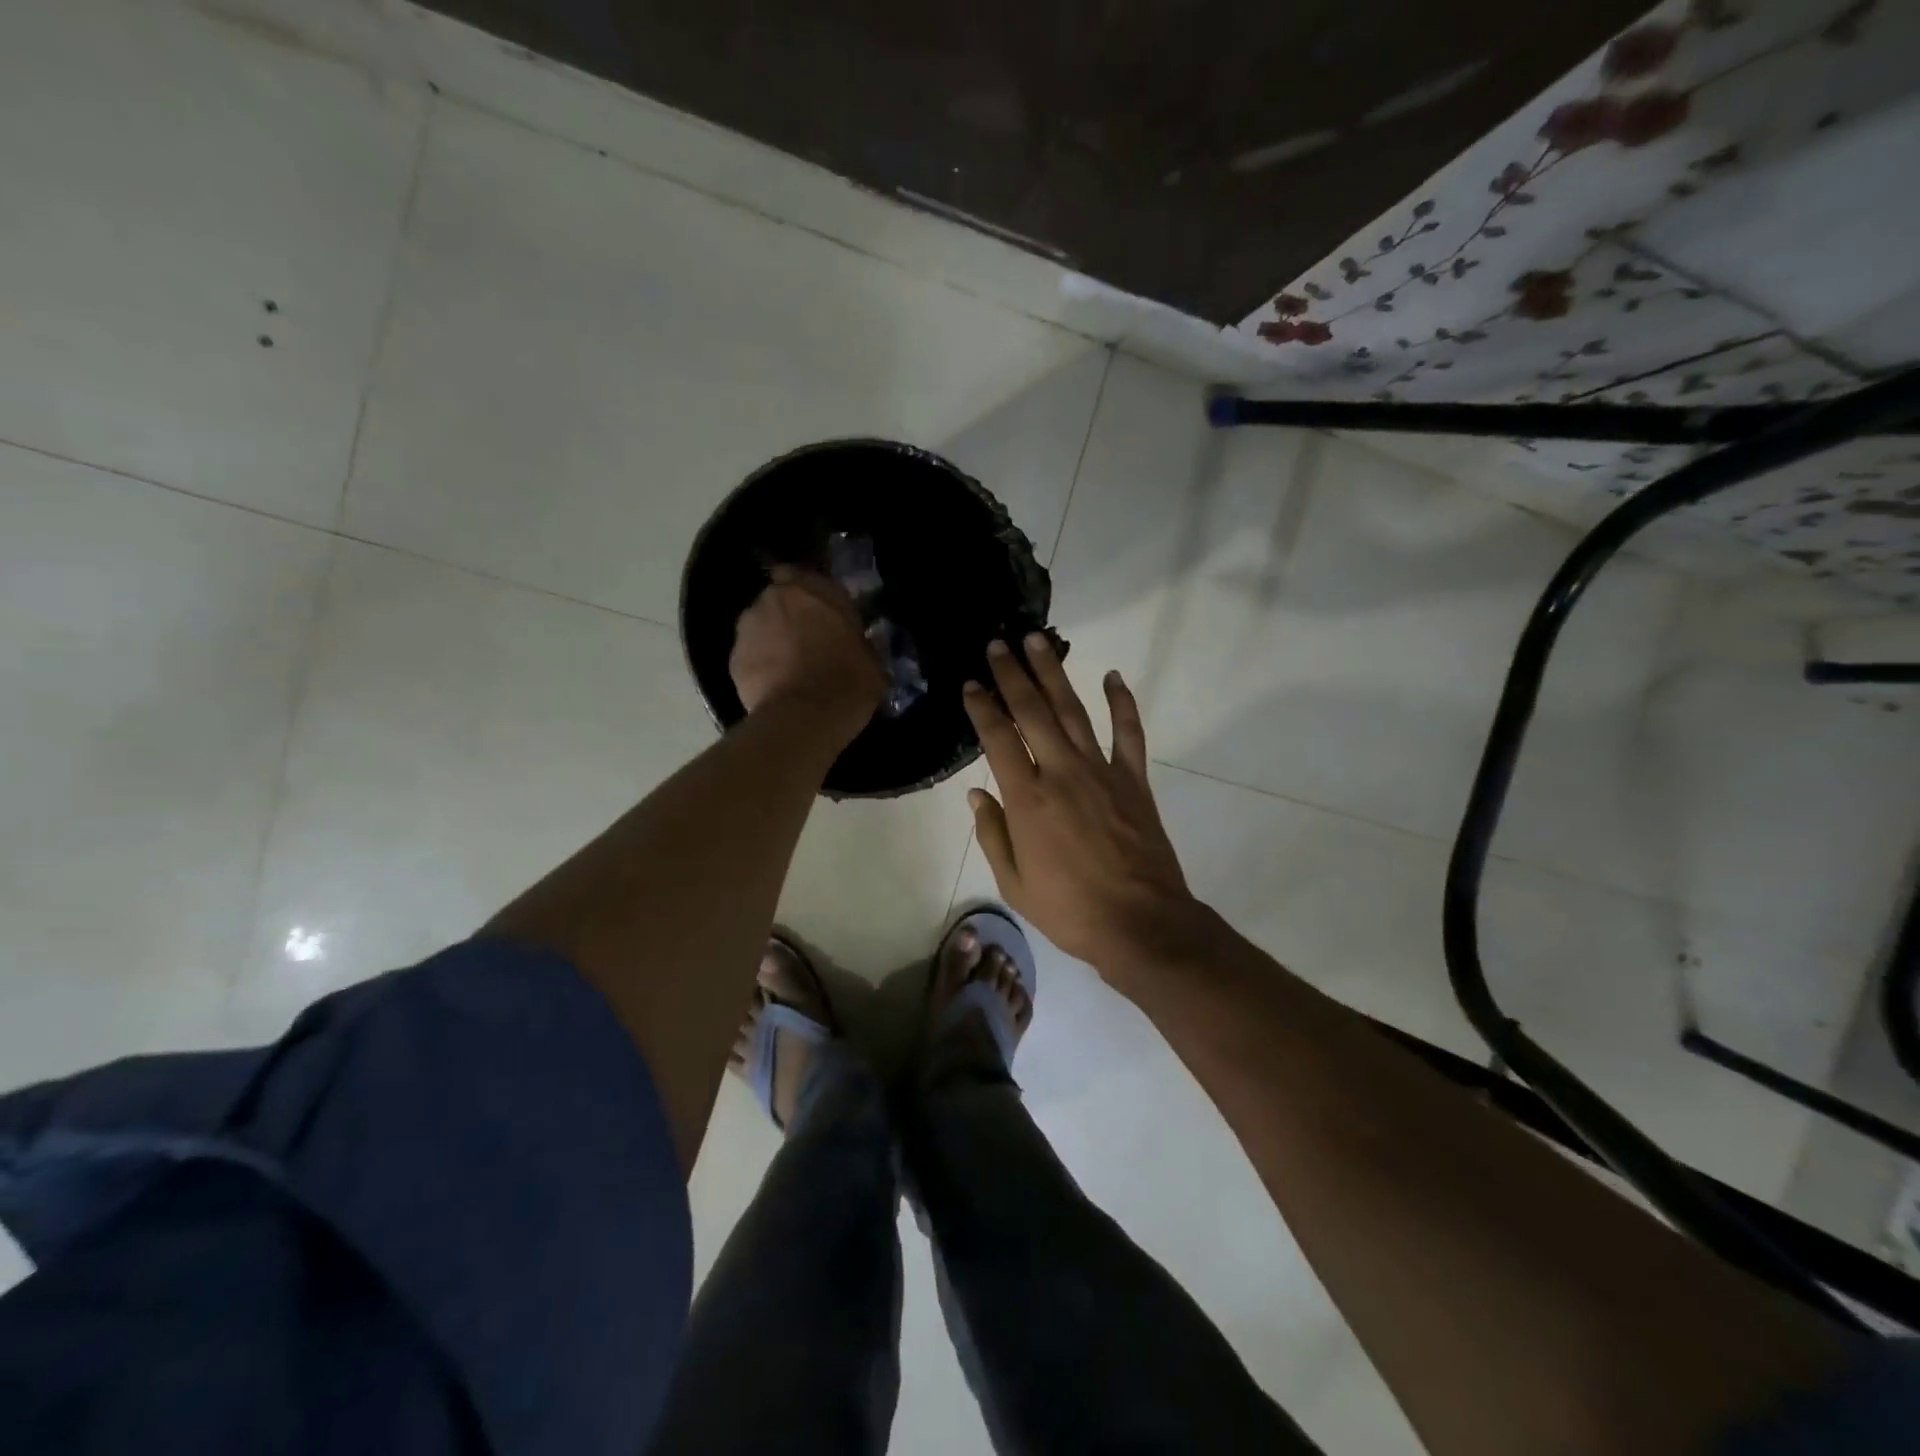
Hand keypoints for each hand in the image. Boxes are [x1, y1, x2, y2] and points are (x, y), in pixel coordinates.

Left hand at [730, 567, 886, 737]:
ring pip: (759, 626)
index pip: (802, 574)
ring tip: (787, 668)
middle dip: (787, 616)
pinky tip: (774, 687)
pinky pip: (749, 656)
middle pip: (778, 600)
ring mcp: (748, 627)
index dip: (808, 595)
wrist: (805, 717)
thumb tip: (856, 647)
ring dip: (770, 639)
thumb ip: (857, 642)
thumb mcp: (871, 659)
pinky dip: (759, 666)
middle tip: (805, 642)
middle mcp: (776, 598)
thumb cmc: (848, 681)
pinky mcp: (733, 658)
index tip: (819, 613)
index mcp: (814, 589)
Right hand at [962, 634, 1198, 978]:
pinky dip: (1123, 703)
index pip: (998, 738)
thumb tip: (976, 792)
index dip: (982, 707)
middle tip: (998, 643)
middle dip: (1012, 675)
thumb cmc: (1070, 910)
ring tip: (1038, 642)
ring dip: (1054, 674)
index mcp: (1027, 799)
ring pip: (1074, 711)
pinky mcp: (1133, 780)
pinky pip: (1128, 733)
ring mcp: (1101, 772)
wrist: (1141, 924)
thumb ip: (992, 833)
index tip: (971, 683)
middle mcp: (1061, 773)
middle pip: (1033, 712)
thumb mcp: (1014, 883)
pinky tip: (1114, 677)